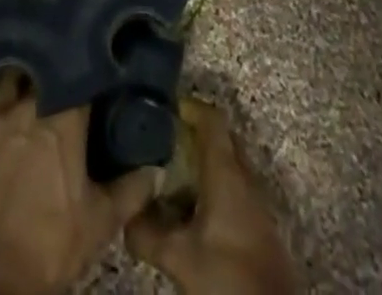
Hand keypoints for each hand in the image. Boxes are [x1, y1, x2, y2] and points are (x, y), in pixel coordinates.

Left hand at [0, 74, 157, 294]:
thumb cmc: (53, 243)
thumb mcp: (100, 221)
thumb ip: (131, 190)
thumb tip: (157, 169)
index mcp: (63, 116)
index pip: (79, 72)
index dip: (88, 64)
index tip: (97, 57)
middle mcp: (26, 106)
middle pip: (39, 68)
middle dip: (49, 64)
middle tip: (59, 64)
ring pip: (3, 83)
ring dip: (12, 81)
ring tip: (21, 77)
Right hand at [127, 100, 297, 294]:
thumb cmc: (227, 274)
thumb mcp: (179, 257)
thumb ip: (147, 233)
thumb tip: (124, 216)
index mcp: (226, 171)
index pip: (211, 119)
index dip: (189, 107)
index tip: (164, 108)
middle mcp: (244, 176)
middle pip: (220, 138)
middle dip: (193, 133)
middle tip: (162, 139)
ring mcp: (254, 199)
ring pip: (226, 164)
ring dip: (202, 163)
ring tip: (170, 174)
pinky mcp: (257, 222)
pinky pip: (232, 187)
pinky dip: (211, 186)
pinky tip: (191, 209)